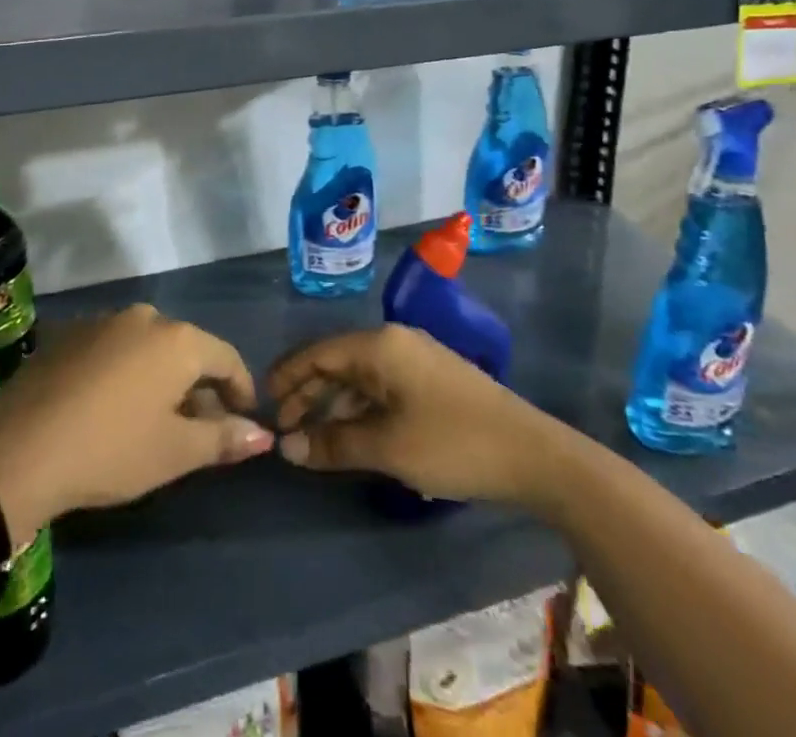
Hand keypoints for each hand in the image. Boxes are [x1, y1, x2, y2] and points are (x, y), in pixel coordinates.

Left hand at [0, 305, 272, 540]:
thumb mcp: (174, 452)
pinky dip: (126, 372)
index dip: (241, 390)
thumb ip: (223, 438)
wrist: (18, 449)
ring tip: (155, 420)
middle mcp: (144, 317)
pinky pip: (115, 348)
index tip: (243, 421)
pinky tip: (112, 408)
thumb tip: (264, 435)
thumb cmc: (111, 450)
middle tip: (198, 429)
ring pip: (149, 347)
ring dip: (161, 378)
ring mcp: (103, 321)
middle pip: (186, 349)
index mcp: (177, 339)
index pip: (226, 357)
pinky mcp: (69, 333)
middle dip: (199, 387)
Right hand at [269, 324, 554, 502]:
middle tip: (285, 431)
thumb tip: (287, 448)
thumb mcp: (387, 447)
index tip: (263, 404)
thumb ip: (333, 444)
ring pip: (359, 376)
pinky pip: (381, 387)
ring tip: (313, 440)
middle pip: (337, 362)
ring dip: (333, 405)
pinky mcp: (431, 380)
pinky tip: (352, 437)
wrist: (531, 454)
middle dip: (308, 393)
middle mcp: (393, 341)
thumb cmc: (452, 443)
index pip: (318, 352)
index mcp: (379, 345)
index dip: (287, 377)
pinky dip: (360, 409)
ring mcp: (415, 358)